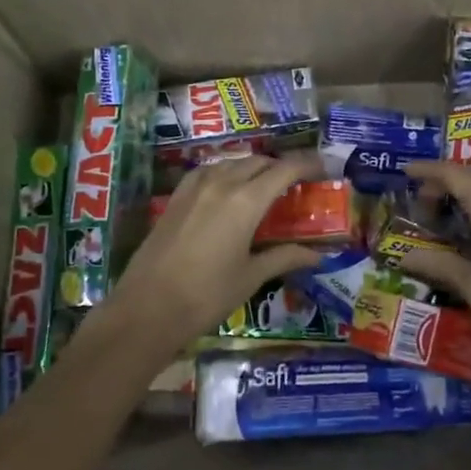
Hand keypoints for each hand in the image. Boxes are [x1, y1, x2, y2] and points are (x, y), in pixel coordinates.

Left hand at [107, 153, 326, 353]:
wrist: (147, 308)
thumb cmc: (206, 295)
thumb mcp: (251, 277)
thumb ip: (284, 258)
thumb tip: (318, 255)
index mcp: (246, 200)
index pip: (285, 169)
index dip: (307, 165)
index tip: (324, 169)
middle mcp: (222, 183)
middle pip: (259, 161)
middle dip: (282, 167)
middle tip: (298, 183)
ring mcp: (195, 187)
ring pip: (233, 163)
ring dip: (254, 168)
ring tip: (266, 186)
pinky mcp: (176, 197)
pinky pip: (209, 171)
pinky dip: (227, 173)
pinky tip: (229, 190)